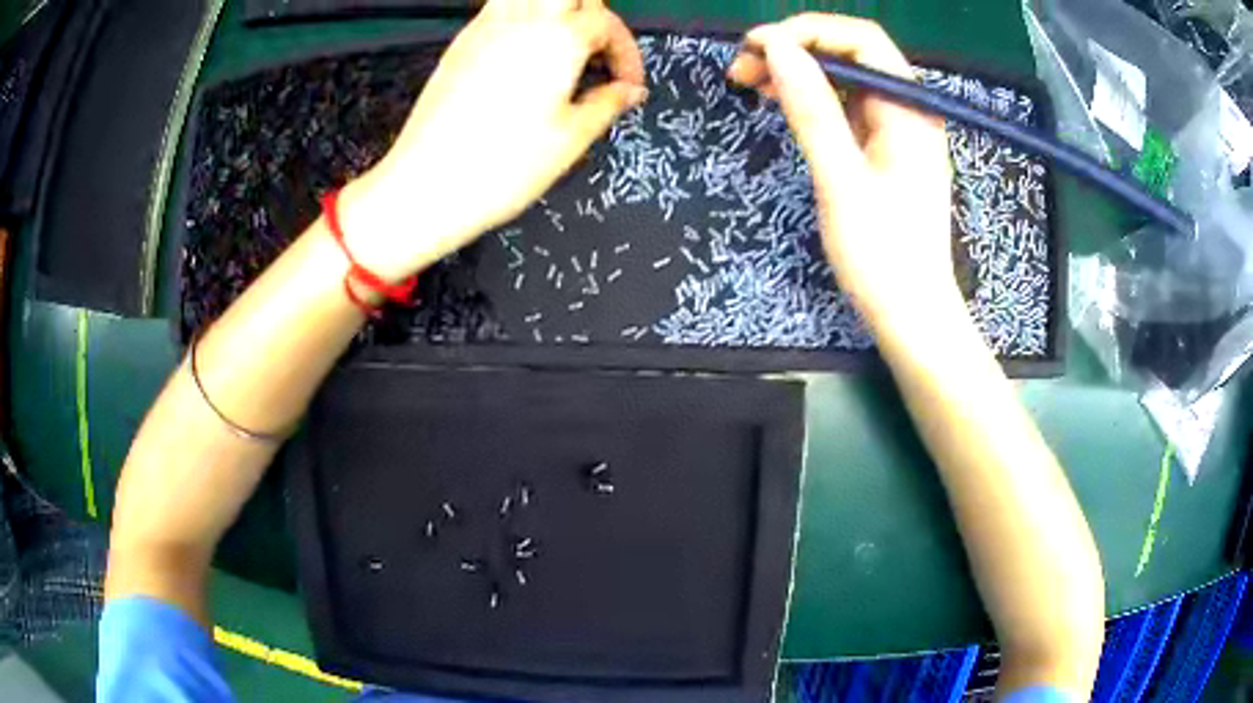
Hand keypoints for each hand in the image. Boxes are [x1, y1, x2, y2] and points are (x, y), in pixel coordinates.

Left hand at [341, 0, 646, 280]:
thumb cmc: (502, 165)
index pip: (607, 23)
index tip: (627, 86)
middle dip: (593, 15)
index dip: (626, 52)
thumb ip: (607, 104)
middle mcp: (522, 21)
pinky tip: (523, 56)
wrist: (427, 184)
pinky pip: (499, 10)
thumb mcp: (570, 139)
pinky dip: (522, 19)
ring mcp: (485, 28)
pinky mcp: (460, 44)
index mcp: (558, 39)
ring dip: (555, 10)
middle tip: (597, 53)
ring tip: (561, 47)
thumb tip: (630, 91)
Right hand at [727, 14, 957, 323]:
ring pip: (845, 77)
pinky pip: (846, 105)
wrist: (910, 314)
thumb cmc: (882, 255)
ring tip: (751, 82)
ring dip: (799, 72)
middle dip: (797, 49)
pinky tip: (781, 103)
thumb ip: (811, 109)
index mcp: (909, 110)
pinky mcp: (885, 148)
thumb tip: (777, 48)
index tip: (756, 47)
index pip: (861, 39)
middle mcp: (908, 109)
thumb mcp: (840, 179)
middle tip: (743, 68)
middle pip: (852, 53)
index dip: (807, 32)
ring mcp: (897, 128)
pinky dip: (812, 98)